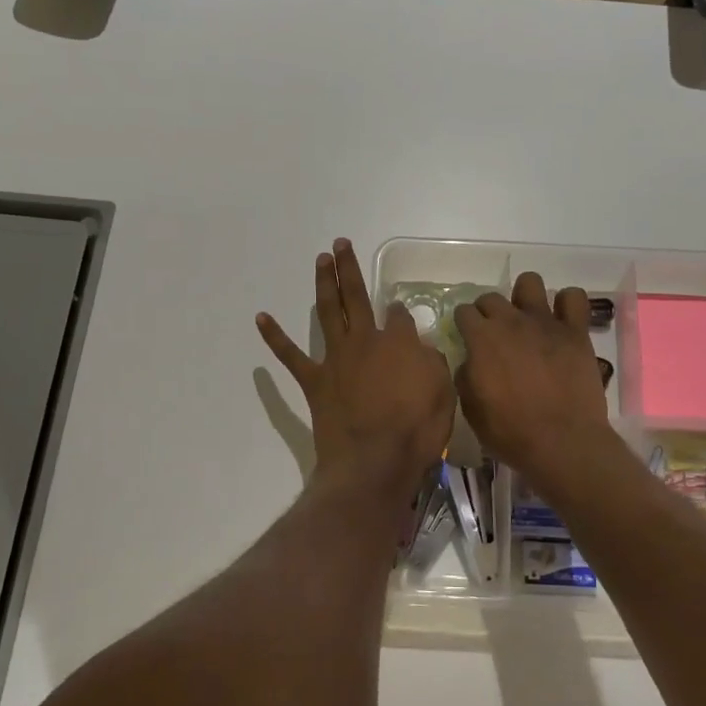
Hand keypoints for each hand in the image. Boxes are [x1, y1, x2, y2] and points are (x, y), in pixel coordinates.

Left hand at [258, 239, 454, 499]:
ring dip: (324, 283)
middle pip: (356, 297)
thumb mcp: (443, 393)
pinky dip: (275, 336)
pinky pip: (291, 355)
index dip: (402, 314)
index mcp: (400, 342)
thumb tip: (421, 347)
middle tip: (341, 244)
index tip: (402, 315)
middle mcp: (366, 340)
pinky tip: (262, 317)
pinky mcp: (315, 381)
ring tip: (321, 259)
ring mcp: (337, 358)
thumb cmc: (416, 431)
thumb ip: (432, 363)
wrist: (374, 462)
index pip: (401, 316)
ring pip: (328, 311)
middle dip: (349, 269)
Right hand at [454, 273, 617, 484]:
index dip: (464, 325)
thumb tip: (470, 360)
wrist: (562, 442)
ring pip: (530, 282)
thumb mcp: (471, 409)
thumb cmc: (510, 431)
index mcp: (482, 338)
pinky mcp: (575, 331)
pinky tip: (562, 321)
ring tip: (528, 319)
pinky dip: (567, 304)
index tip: (468, 339)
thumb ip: (466, 376)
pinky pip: (574, 297)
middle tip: (495, 335)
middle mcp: (511, 321)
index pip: (464, 312)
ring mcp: (546, 322)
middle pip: (491, 297)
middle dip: (488, 312)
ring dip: (524, 297)